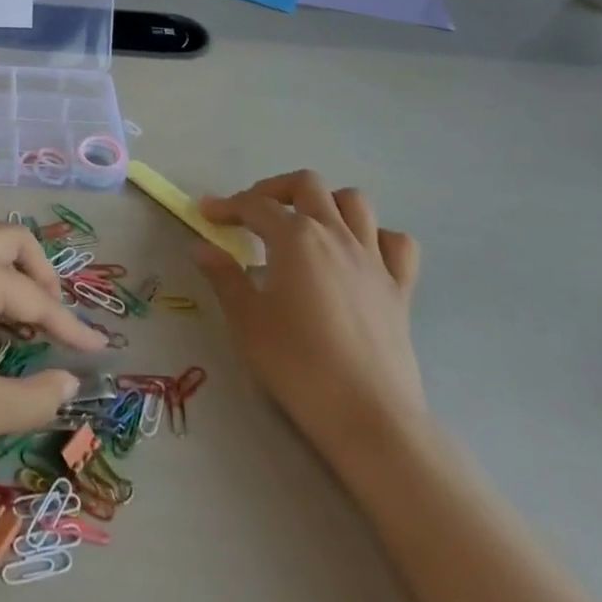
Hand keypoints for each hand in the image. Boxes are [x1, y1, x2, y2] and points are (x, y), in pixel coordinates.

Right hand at [197, 171, 425, 467]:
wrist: (369, 417)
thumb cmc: (298, 365)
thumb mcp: (247, 321)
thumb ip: (224, 277)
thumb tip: (202, 247)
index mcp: (295, 237)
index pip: (254, 205)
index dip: (226, 205)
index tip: (207, 215)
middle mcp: (335, 234)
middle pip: (306, 185)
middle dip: (275, 190)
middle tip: (254, 214)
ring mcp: (373, 259)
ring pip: (354, 202)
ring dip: (326, 203)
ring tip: (306, 225)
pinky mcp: (400, 288)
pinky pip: (396, 243)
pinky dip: (376, 237)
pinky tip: (358, 254)